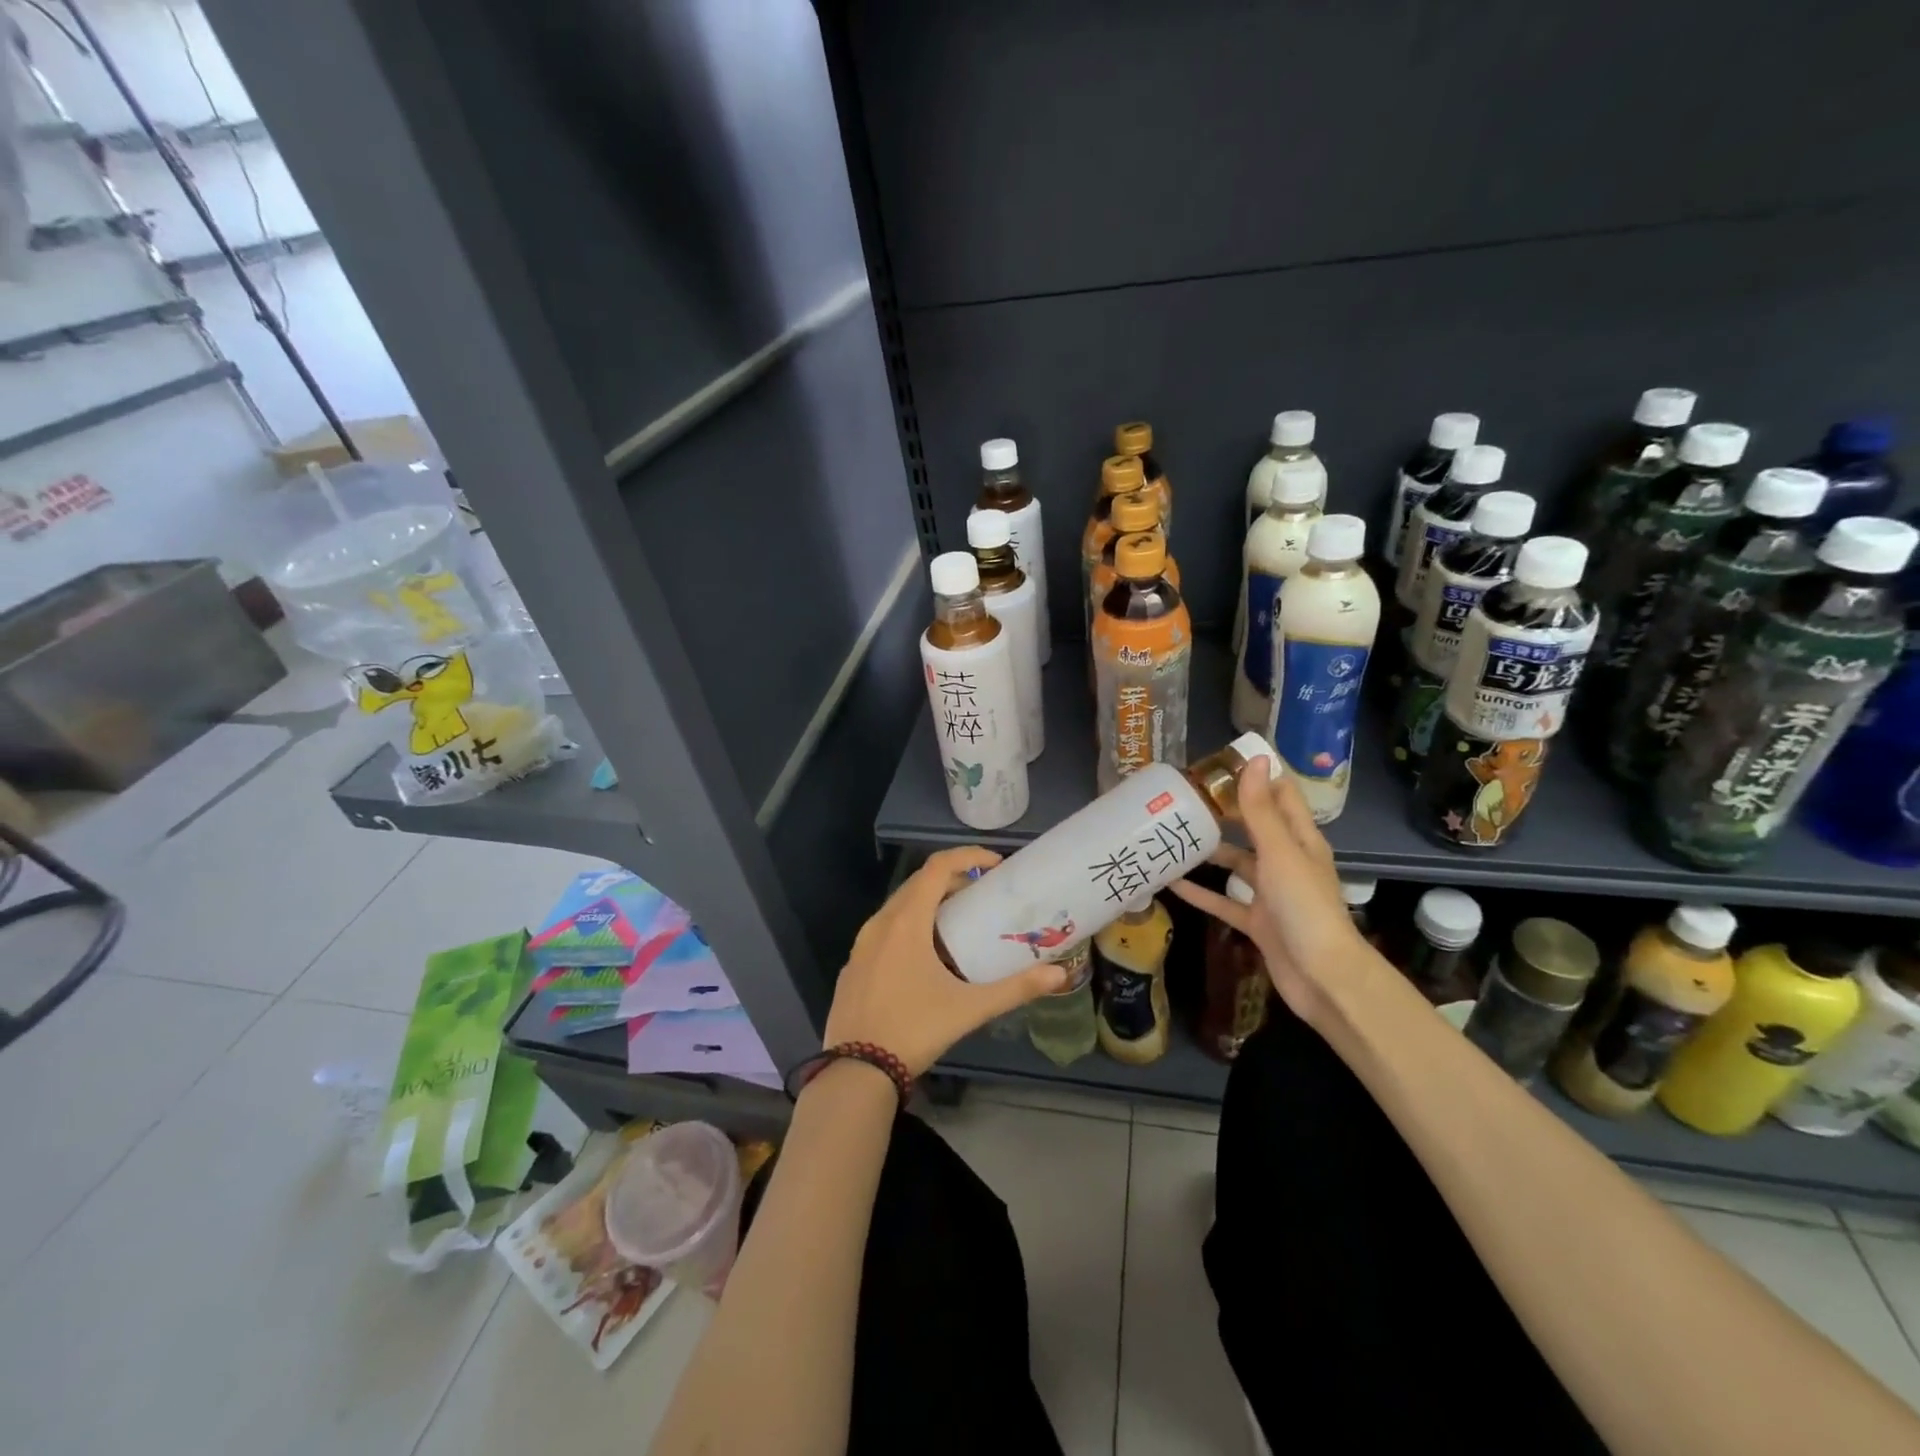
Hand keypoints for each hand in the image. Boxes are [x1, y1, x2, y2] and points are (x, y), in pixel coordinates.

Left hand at [824, 846, 1070, 1075]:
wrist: (855, 1072)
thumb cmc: (914, 1030)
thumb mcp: (970, 1008)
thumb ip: (1016, 989)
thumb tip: (1059, 975)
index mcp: (906, 922)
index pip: (936, 867)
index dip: (967, 856)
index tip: (994, 865)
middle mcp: (879, 923)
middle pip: (917, 884)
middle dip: (951, 880)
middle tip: (982, 893)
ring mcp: (861, 945)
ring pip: (898, 907)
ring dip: (929, 903)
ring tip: (959, 922)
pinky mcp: (853, 965)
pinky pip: (883, 931)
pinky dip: (908, 926)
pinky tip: (925, 957)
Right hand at [1166, 758, 1365, 1026]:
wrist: (1322, 977)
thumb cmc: (1305, 907)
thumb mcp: (1280, 852)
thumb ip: (1261, 810)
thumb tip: (1256, 758)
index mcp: (1301, 840)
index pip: (1280, 797)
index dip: (1255, 777)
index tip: (1218, 764)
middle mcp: (1287, 862)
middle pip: (1254, 828)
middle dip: (1224, 813)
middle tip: (1184, 798)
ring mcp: (1272, 894)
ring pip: (1237, 865)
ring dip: (1210, 852)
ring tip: (1173, 836)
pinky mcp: (1258, 922)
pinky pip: (1224, 901)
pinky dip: (1201, 893)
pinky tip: (1172, 884)